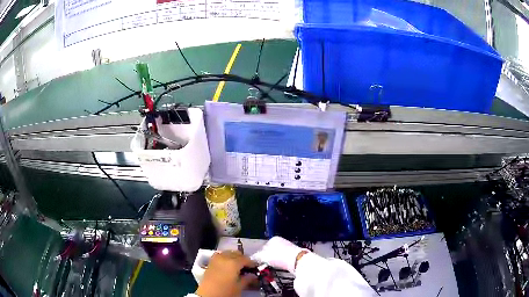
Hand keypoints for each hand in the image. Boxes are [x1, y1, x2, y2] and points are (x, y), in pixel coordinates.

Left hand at [196, 251, 256, 296]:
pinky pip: (220, 256)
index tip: (256, 267)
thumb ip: (247, 279)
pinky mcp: (210, 262)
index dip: (252, 263)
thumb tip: (253, 275)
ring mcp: (215, 259)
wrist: (207, 295)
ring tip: (238, 266)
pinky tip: (228, 266)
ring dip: (234, 257)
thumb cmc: (226, 292)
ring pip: (227, 253)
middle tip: (247, 267)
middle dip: (243, 259)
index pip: (246, 259)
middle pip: (236, 253)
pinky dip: (225, 258)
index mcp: (233, 263)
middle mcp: (224, 257)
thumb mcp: (239, 287)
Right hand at [251, 236, 305, 272]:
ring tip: (272, 267)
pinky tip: (281, 266)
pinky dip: (281, 262)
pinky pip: (284, 258)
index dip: (259, 255)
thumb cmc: (278, 256)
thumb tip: (252, 258)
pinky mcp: (294, 253)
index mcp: (273, 239)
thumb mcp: (264, 256)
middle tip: (265, 265)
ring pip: (277, 255)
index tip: (258, 262)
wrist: (297, 260)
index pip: (262, 247)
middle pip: (270, 250)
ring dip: (274, 260)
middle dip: (267, 257)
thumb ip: (256, 256)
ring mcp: (288, 246)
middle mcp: (281, 240)